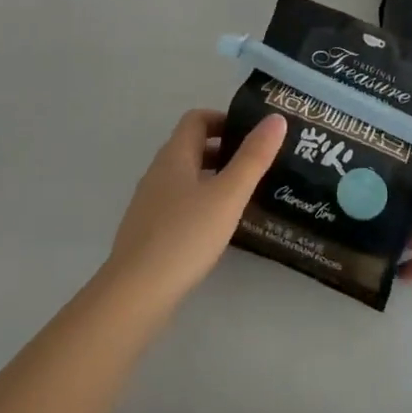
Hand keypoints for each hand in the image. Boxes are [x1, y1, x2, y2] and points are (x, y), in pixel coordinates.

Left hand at [103, 109, 286, 309]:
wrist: (135, 294)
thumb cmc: (185, 236)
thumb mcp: (228, 195)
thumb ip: (253, 157)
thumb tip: (276, 118)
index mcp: (174, 156)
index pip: (197, 119)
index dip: (224, 118)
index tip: (252, 133)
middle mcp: (158, 173)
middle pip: (191, 147)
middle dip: (224, 149)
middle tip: (257, 163)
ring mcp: (150, 204)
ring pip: (186, 177)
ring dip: (214, 177)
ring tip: (245, 195)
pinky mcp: (148, 232)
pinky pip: (179, 203)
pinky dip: (202, 203)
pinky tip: (219, 227)